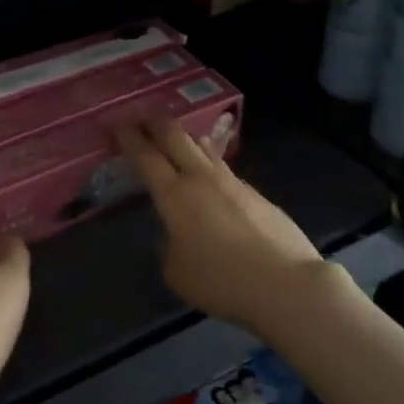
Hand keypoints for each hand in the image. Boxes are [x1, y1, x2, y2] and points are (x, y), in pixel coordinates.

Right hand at [119, 119, 327, 336]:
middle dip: (155, 125)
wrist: (285, 283)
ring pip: (204, 148)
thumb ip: (170, 243)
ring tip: (179, 140)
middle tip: (142, 120)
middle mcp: (202, 179)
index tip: (118, 125)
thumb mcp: (177, 270)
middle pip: (175, 137)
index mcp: (175, 195)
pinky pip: (224, 171)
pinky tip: (212, 179)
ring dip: (186, 140)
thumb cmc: (221, 281)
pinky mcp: (257, 194)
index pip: (146, 156)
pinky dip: (210, 166)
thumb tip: (179, 233)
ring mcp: (233, 182)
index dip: (130, 138)